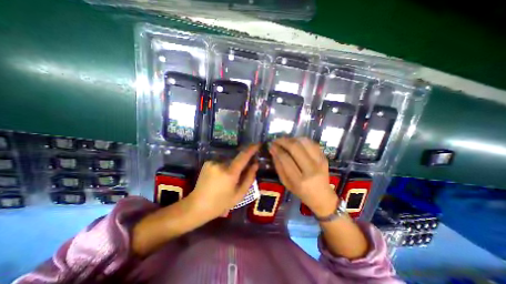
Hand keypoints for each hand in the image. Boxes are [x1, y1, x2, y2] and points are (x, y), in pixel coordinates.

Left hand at [187, 144, 260, 218]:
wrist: (197, 206)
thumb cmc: (221, 203)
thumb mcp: (239, 194)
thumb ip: (249, 178)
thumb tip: (255, 164)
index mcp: (230, 173)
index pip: (243, 156)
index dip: (251, 149)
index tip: (258, 144)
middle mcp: (221, 164)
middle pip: (236, 160)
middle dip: (240, 166)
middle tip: (237, 178)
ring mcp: (213, 163)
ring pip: (228, 162)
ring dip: (231, 168)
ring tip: (225, 181)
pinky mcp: (207, 163)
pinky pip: (220, 163)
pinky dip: (223, 168)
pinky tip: (218, 179)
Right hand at [268, 139, 339, 215]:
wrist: (322, 196)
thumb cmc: (301, 191)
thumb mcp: (286, 183)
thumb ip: (278, 166)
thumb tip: (273, 150)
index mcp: (299, 180)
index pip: (286, 159)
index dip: (277, 149)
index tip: (271, 145)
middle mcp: (311, 170)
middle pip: (295, 148)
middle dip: (283, 141)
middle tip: (276, 140)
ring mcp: (320, 162)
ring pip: (304, 142)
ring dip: (292, 139)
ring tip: (285, 141)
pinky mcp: (324, 157)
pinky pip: (312, 143)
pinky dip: (301, 140)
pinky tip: (296, 142)